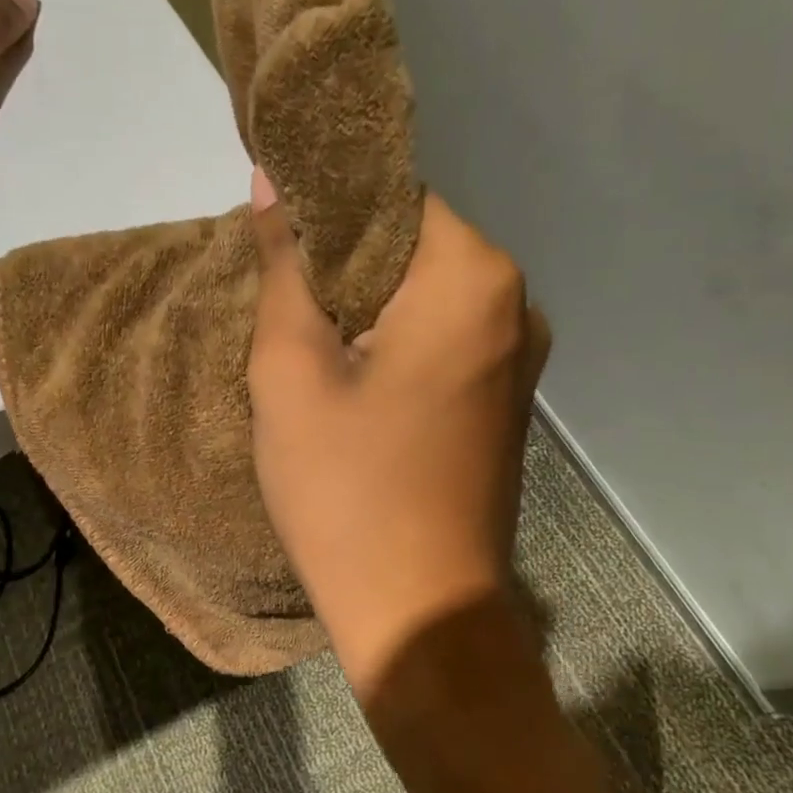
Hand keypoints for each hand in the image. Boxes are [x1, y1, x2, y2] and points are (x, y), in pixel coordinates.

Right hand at [248, 168, 550, 694]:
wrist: (421, 612)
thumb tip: (274, 180)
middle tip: (282, 309)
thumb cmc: (347, 488)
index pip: (390, 197)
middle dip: (343, 268)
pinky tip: (354, 386)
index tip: (275, 250)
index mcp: (473, 277)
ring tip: (311, 351)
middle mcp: (515, 302)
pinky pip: (442, 341)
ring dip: (365, 311)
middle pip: (411, 246)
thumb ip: (285, 264)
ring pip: (423, 296)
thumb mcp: (291, 369)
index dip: (325, 214)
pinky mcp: (505, 400)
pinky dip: (394, 345)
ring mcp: (519, 356)